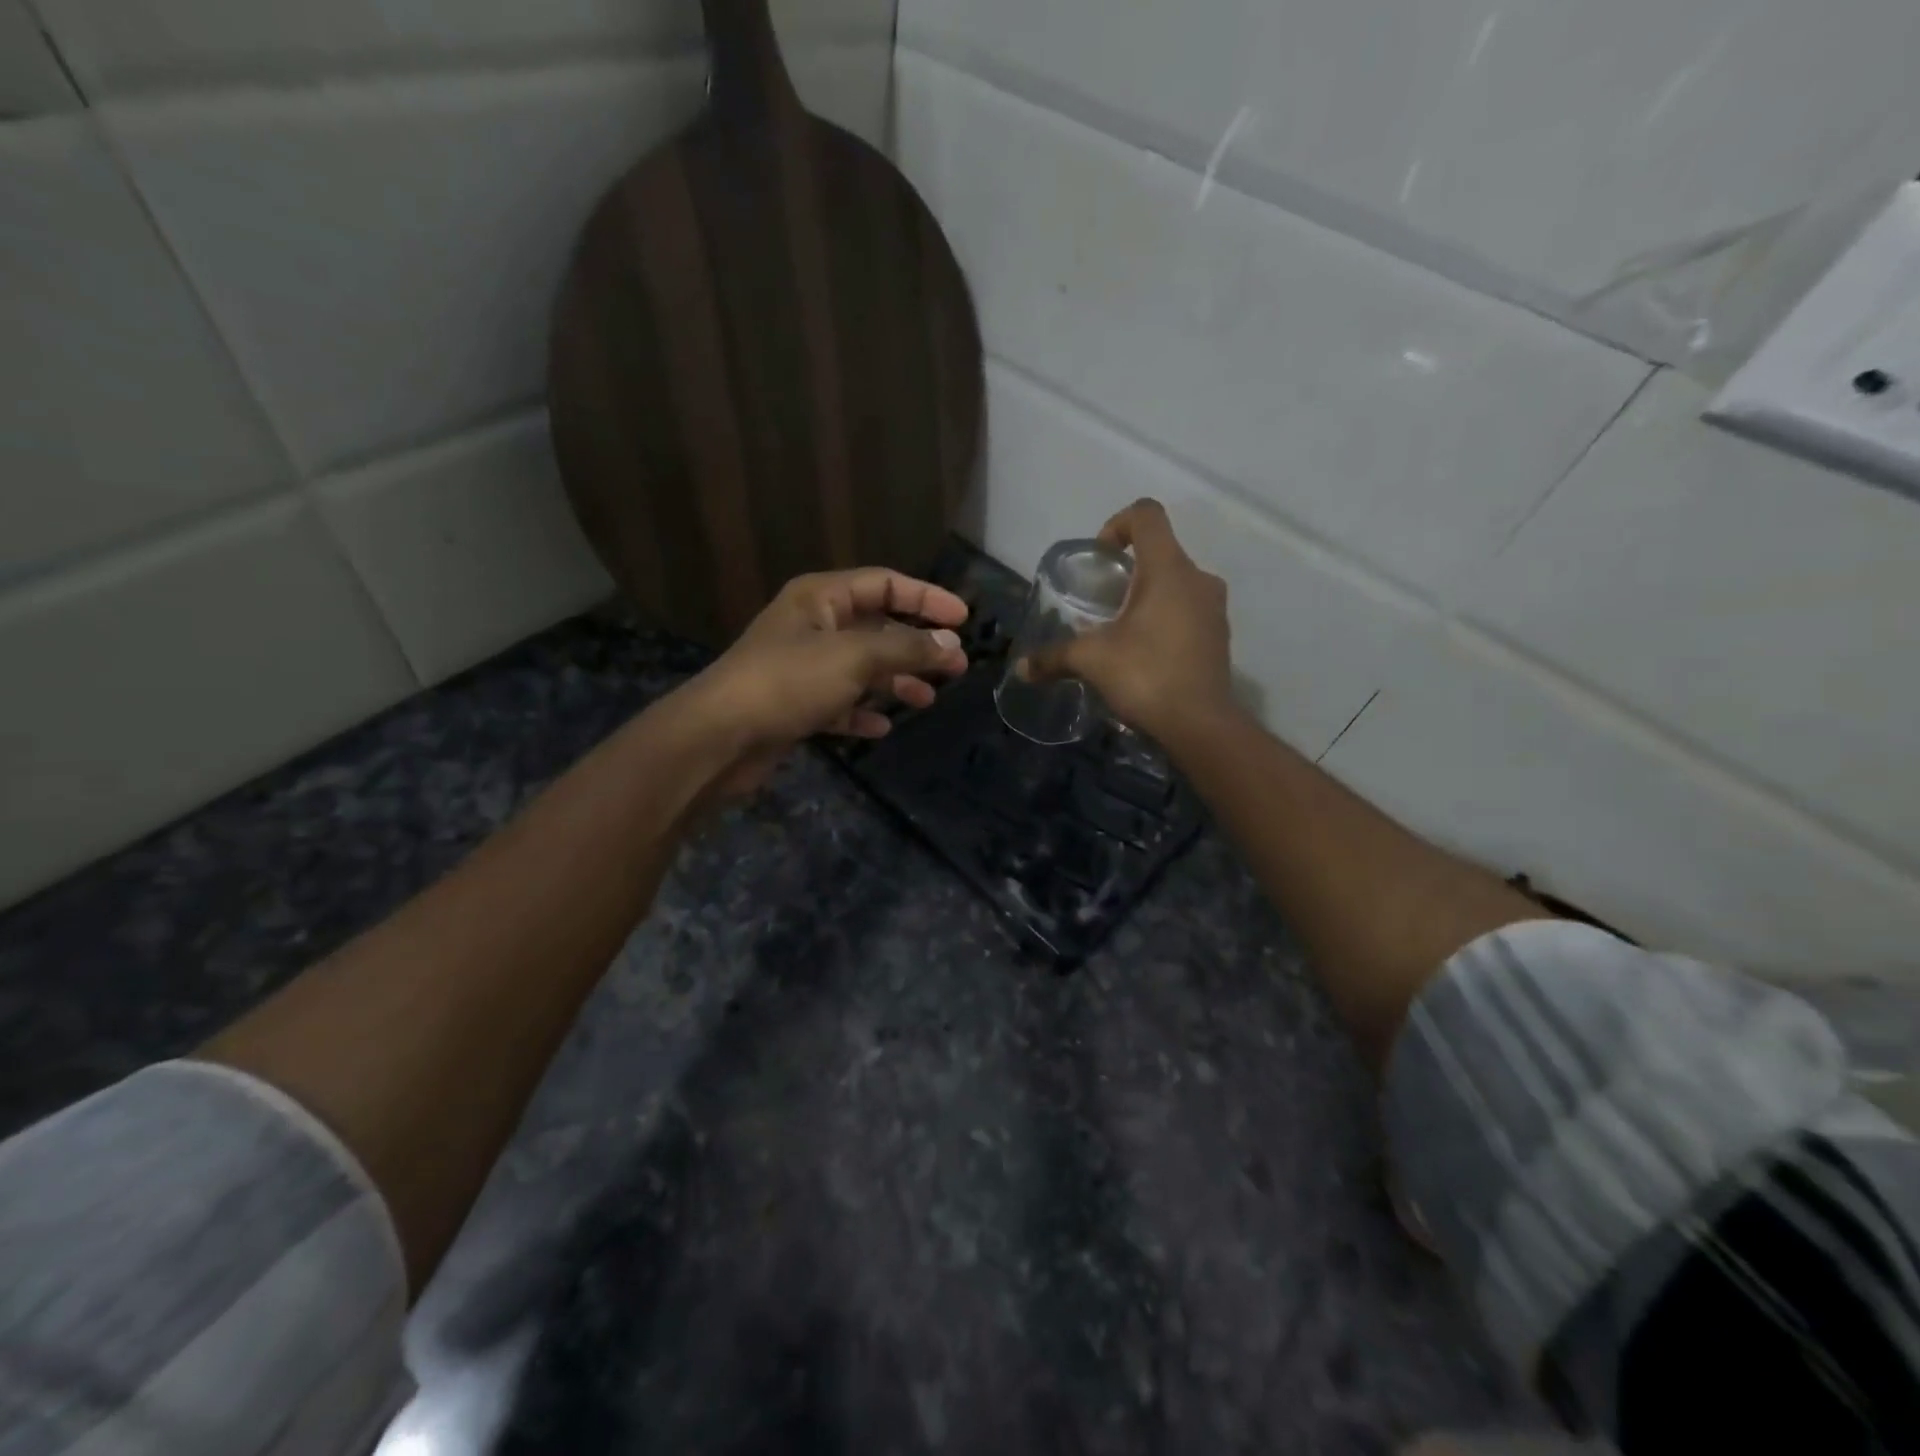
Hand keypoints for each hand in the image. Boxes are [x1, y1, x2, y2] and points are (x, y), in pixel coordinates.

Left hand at [669, 567, 969, 799]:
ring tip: (927, 699)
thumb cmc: (788, 682)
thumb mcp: (854, 657)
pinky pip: (840, 702)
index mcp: (820, 598)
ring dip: (895, 680)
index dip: (925, 598)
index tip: (963, 618)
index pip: (884, 584)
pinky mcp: (796, 704)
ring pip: (862, 667)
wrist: (720, 737)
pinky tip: (881, 726)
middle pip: (877, 627)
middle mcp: (812, 625)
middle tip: (956, 667)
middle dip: (917, 646)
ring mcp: (803, 667)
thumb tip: (951, 644)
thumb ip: (906, 648)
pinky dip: (862, 711)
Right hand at [1022, 499, 1233, 741]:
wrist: (1200, 725)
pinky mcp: (1219, 635)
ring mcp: (1214, 608)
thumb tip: (1021, 669)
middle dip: (1127, 572)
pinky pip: (1188, 611)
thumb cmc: (1146, 675)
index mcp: (1168, 569)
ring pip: (1176, 583)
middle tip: (1102, 604)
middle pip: (1160, 552)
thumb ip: (1053, 657)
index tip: (1100, 559)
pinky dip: (1165, 620)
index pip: (1147, 515)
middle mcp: (1198, 578)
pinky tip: (1144, 654)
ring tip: (1121, 632)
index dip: (1117, 524)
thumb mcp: (1091, 661)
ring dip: (1147, 597)